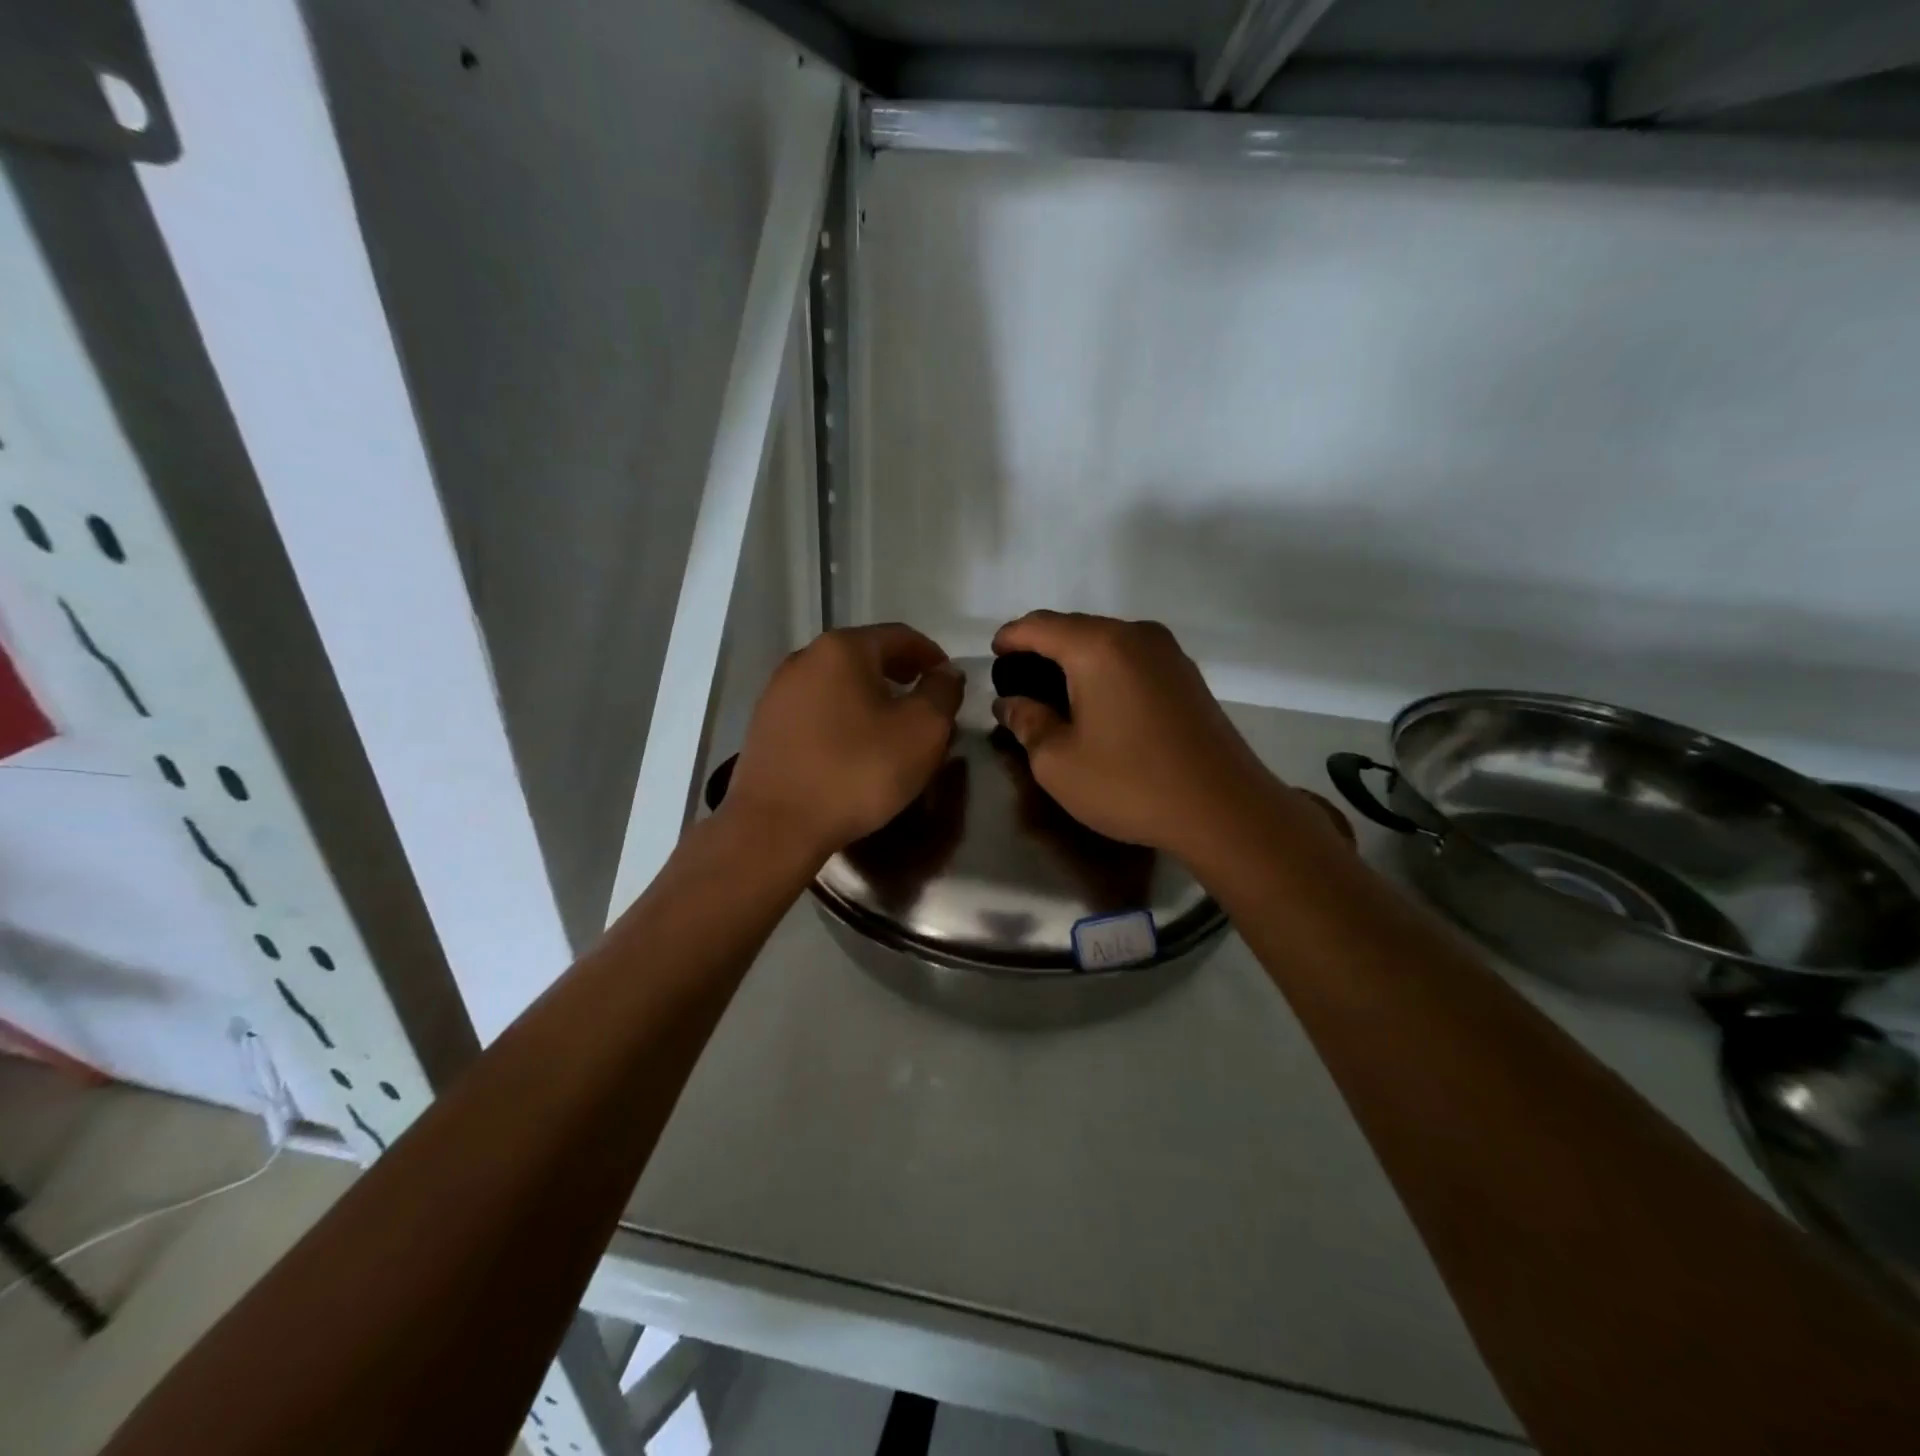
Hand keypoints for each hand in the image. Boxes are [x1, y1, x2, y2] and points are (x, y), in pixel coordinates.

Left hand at [722, 624, 964, 864]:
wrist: (775, 826)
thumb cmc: (857, 771)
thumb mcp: (922, 731)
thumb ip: (942, 692)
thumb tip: (945, 672)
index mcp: (843, 649)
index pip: (900, 636)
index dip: (932, 656)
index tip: (950, 683)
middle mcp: (804, 658)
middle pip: (867, 657)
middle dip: (902, 679)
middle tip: (927, 708)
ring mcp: (778, 692)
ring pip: (840, 685)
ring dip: (872, 701)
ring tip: (893, 733)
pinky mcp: (765, 726)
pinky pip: (817, 711)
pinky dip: (843, 720)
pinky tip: (855, 751)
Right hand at [991, 612, 1347, 861]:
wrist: (1224, 809)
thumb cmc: (1130, 783)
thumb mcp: (1058, 762)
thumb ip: (1026, 723)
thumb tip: (1009, 703)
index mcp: (1097, 646)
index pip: (1038, 625)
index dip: (1009, 638)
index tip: (992, 656)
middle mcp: (1135, 634)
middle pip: (1074, 628)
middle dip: (1041, 648)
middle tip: (1019, 682)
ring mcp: (1168, 652)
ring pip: (1105, 642)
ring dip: (1075, 660)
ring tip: (1055, 694)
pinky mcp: (1187, 675)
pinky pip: (1131, 658)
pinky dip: (1105, 670)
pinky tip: (1098, 703)